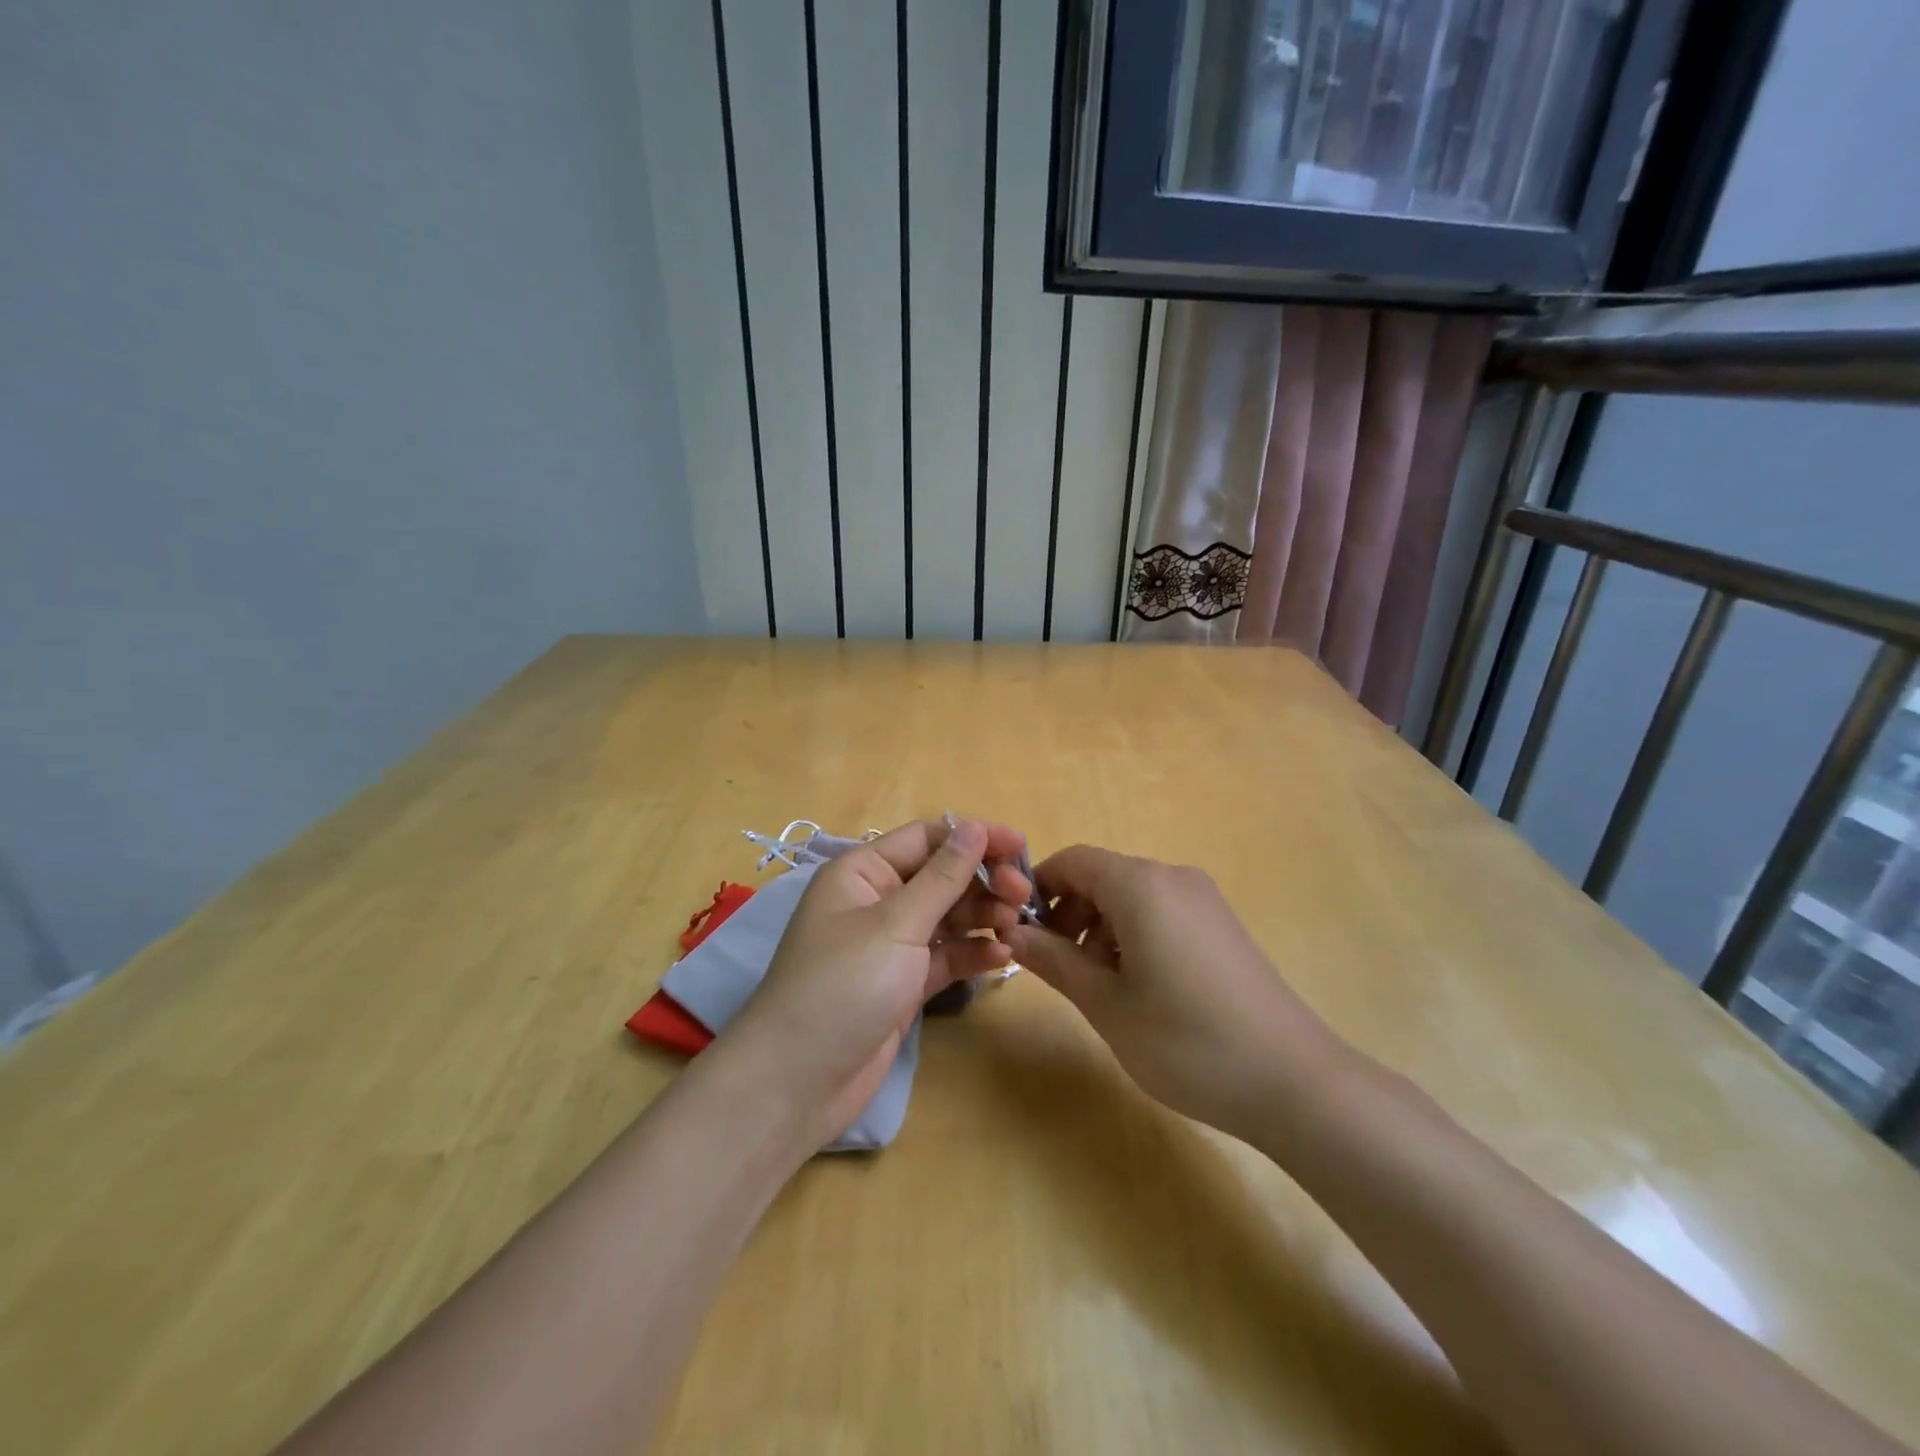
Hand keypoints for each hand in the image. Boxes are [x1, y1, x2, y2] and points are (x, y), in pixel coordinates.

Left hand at [714, 817, 1032, 1147]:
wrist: (797, 1083)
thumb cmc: (842, 986)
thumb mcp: (896, 924)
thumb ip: (942, 876)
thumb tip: (975, 826)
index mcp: (863, 873)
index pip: (926, 839)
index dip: (974, 838)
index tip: (1021, 848)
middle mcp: (876, 901)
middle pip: (941, 877)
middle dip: (982, 881)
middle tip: (1023, 896)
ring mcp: (890, 945)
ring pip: (947, 917)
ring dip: (983, 918)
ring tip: (1015, 927)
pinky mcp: (903, 984)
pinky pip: (945, 957)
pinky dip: (972, 954)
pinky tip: (1002, 958)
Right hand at [1005, 847, 1346, 1140]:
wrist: (1294, 1082)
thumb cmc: (1186, 1041)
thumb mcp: (1106, 1004)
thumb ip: (1054, 961)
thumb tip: (1012, 933)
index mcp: (1141, 885)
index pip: (1073, 861)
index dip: (1039, 889)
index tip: (1020, 932)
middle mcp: (1173, 878)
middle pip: (1102, 877)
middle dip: (1069, 913)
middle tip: (1057, 967)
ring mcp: (1204, 900)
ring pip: (1131, 896)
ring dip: (1100, 928)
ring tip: (1097, 985)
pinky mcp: (1221, 925)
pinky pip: (1161, 912)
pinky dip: (1133, 935)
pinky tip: (1139, 987)